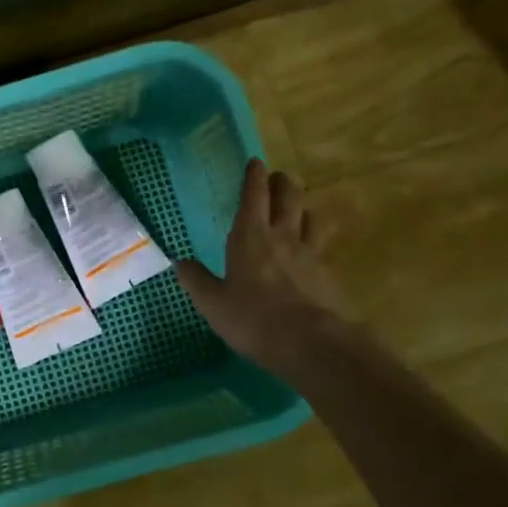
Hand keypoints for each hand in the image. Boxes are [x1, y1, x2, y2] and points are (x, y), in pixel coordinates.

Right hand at [175, 159, 348, 370]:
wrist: (308, 343)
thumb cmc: (252, 318)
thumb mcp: (212, 303)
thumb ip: (196, 280)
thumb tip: (179, 261)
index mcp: (250, 237)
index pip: (254, 196)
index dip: (254, 177)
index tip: (255, 162)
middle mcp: (283, 237)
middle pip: (289, 197)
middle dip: (282, 183)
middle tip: (278, 178)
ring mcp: (310, 254)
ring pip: (310, 218)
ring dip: (303, 208)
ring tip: (297, 210)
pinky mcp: (327, 274)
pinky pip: (321, 247)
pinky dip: (314, 241)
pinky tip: (310, 253)